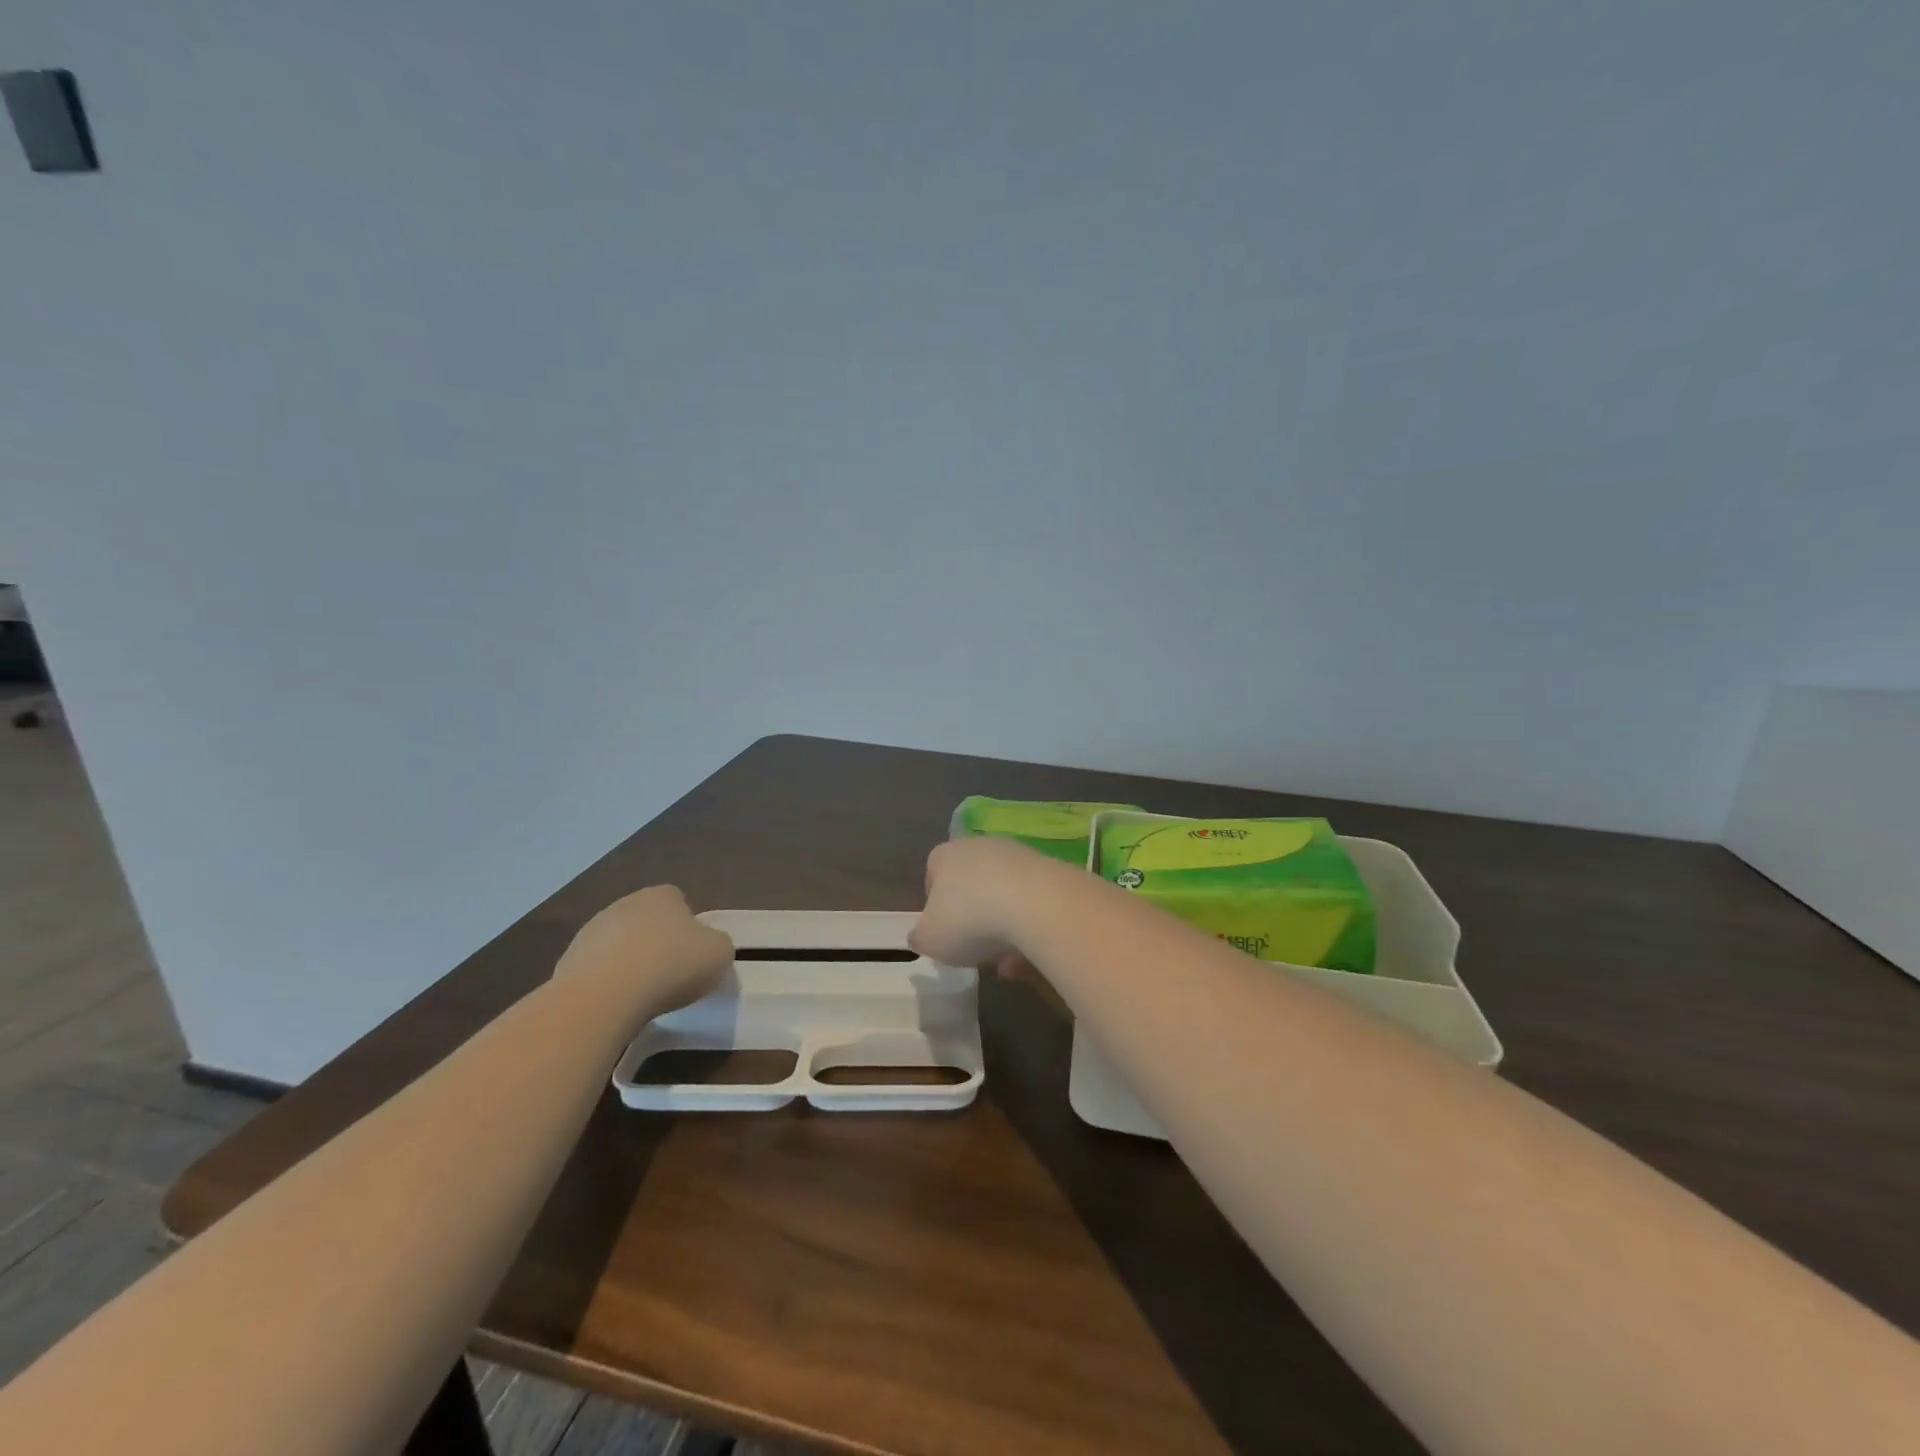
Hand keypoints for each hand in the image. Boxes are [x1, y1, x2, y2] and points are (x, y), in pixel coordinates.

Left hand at [556, 885, 733, 1015]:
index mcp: (662, 896)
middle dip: (656, 941)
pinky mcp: (567, 961)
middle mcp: (625, 904)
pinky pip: (596, 969)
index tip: (692, 952)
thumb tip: (707, 947)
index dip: (688, 924)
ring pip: (619, 943)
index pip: (678, 900)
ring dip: (628, 961)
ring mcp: (591, 931)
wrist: (604, 998)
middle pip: (646, 920)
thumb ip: (717, 944)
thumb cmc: (671, 966)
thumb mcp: (719, 954)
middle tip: (670, 973)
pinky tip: (616, 1004)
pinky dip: (606, 982)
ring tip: (641, 994)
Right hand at [909, 837, 1059, 977]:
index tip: (941, 929)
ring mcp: (1019, 856)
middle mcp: (982, 847)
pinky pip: (1033, 903)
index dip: (934, 902)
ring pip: (1004, 895)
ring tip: (1006, 962)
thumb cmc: (970, 920)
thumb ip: (920, 937)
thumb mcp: (930, 939)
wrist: (1037, 905)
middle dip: (973, 916)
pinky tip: (1030, 956)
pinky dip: (1029, 928)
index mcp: (947, 855)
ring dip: (1003, 927)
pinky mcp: (1051, 870)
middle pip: (972, 882)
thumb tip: (921, 936)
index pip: (933, 871)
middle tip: (974, 948)